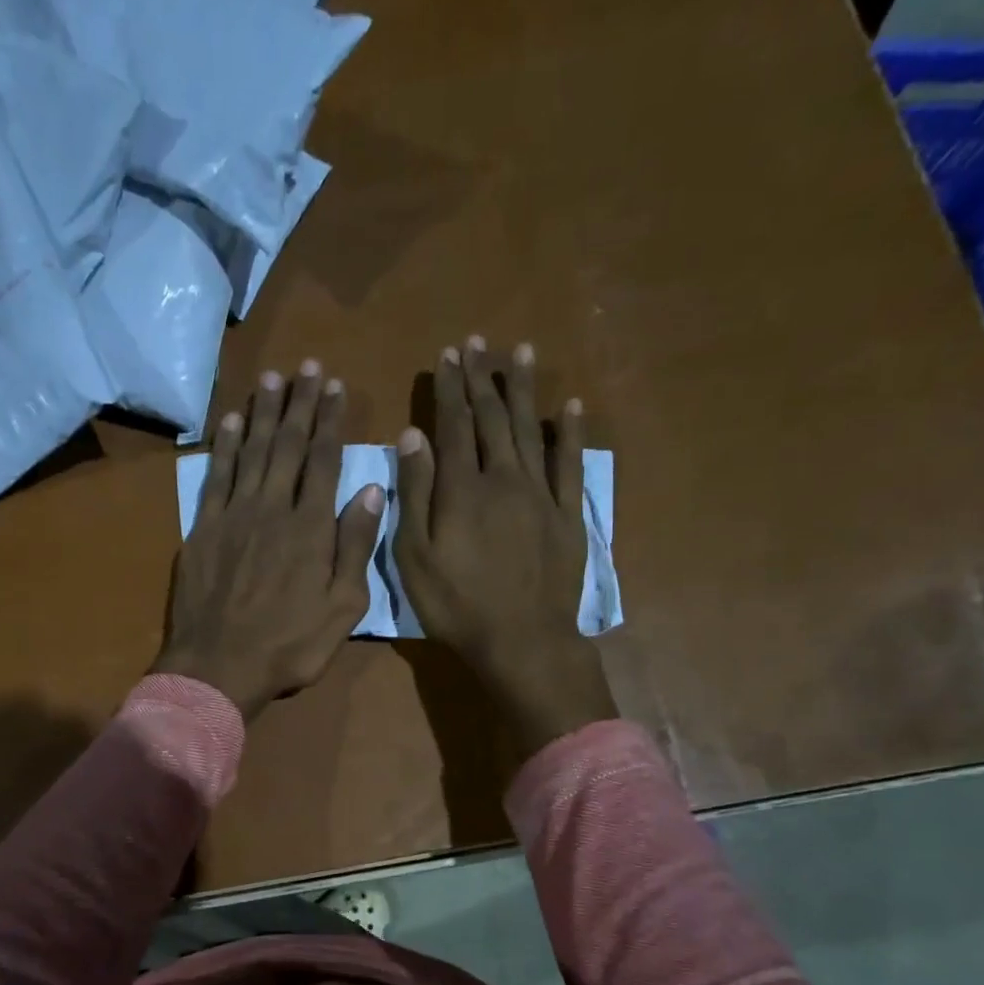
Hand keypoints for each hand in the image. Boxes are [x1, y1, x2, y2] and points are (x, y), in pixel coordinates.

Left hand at [154, 363, 384, 720]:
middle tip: (306, 367)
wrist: (219, 666)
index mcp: (311, 527)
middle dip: (299, 404)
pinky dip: (223, 446)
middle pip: (287, 446)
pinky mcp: (203, 529)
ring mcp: (233, 516)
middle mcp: (272, 509)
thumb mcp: (343, 607)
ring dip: (262, 414)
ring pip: (251, 452)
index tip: (335, 387)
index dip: (330, 421)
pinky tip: (229, 422)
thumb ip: (355, 547)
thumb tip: (370, 491)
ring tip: (270, 379)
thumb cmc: (290, 645)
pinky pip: (215, 477)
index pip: (323, 460)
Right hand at [395, 335, 617, 757]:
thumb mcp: (415, 555)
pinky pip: (570, 465)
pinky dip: (570, 433)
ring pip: (530, 430)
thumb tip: (412, 436)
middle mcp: (503, 478)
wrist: (521, 639)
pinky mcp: (568, 515)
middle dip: (481, 380)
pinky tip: (570, 406)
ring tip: (520, 353)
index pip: (453, 425)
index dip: (449, 389)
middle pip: (492, 418)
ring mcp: (540, 495)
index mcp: (462, 488)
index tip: (447, 356)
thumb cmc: (457, 604)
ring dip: (523, 391)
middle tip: (477, 344)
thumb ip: (414, 493)